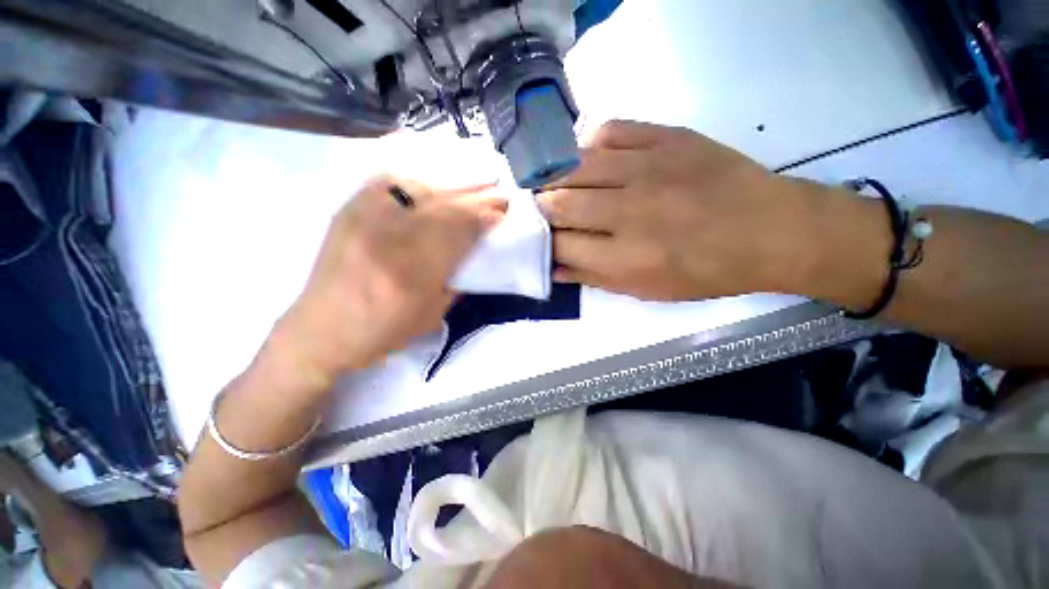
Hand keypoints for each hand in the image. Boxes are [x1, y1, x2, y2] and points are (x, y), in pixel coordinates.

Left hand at [271, 177, 504, 385]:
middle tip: (497, 194)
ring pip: (418, 188)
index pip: (458, 231)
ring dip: (451, 185)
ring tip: (472, 184)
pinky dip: (416, 177)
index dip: (484, 217)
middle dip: (476, 197)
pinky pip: (386, 181)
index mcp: (411, 274)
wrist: (321, 332)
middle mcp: (386, 240)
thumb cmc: (382, 332)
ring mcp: (362, 220)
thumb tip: (478, 250)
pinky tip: (432, 179)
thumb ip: (457, 279)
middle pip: (442, 206)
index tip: (502, 211)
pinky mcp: (347, 211)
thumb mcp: (432, 315)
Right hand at [537, 120, 824, 300]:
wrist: (769, 230)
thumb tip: (554, 267)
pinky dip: (589, 143)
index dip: (542, 242)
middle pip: (560, 202)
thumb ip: (594, 278)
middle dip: (541, 208)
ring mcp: (648, 168)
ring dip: (557, 176)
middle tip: (541, 211)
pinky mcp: (667, 137)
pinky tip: (589, 157)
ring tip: (555, 183)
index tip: (539, 239)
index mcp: (626, 257)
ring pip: (576, 164)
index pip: (560, 244)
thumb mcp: (646, 290)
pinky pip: (610, 129)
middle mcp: (630, 211)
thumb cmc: (705, 271)